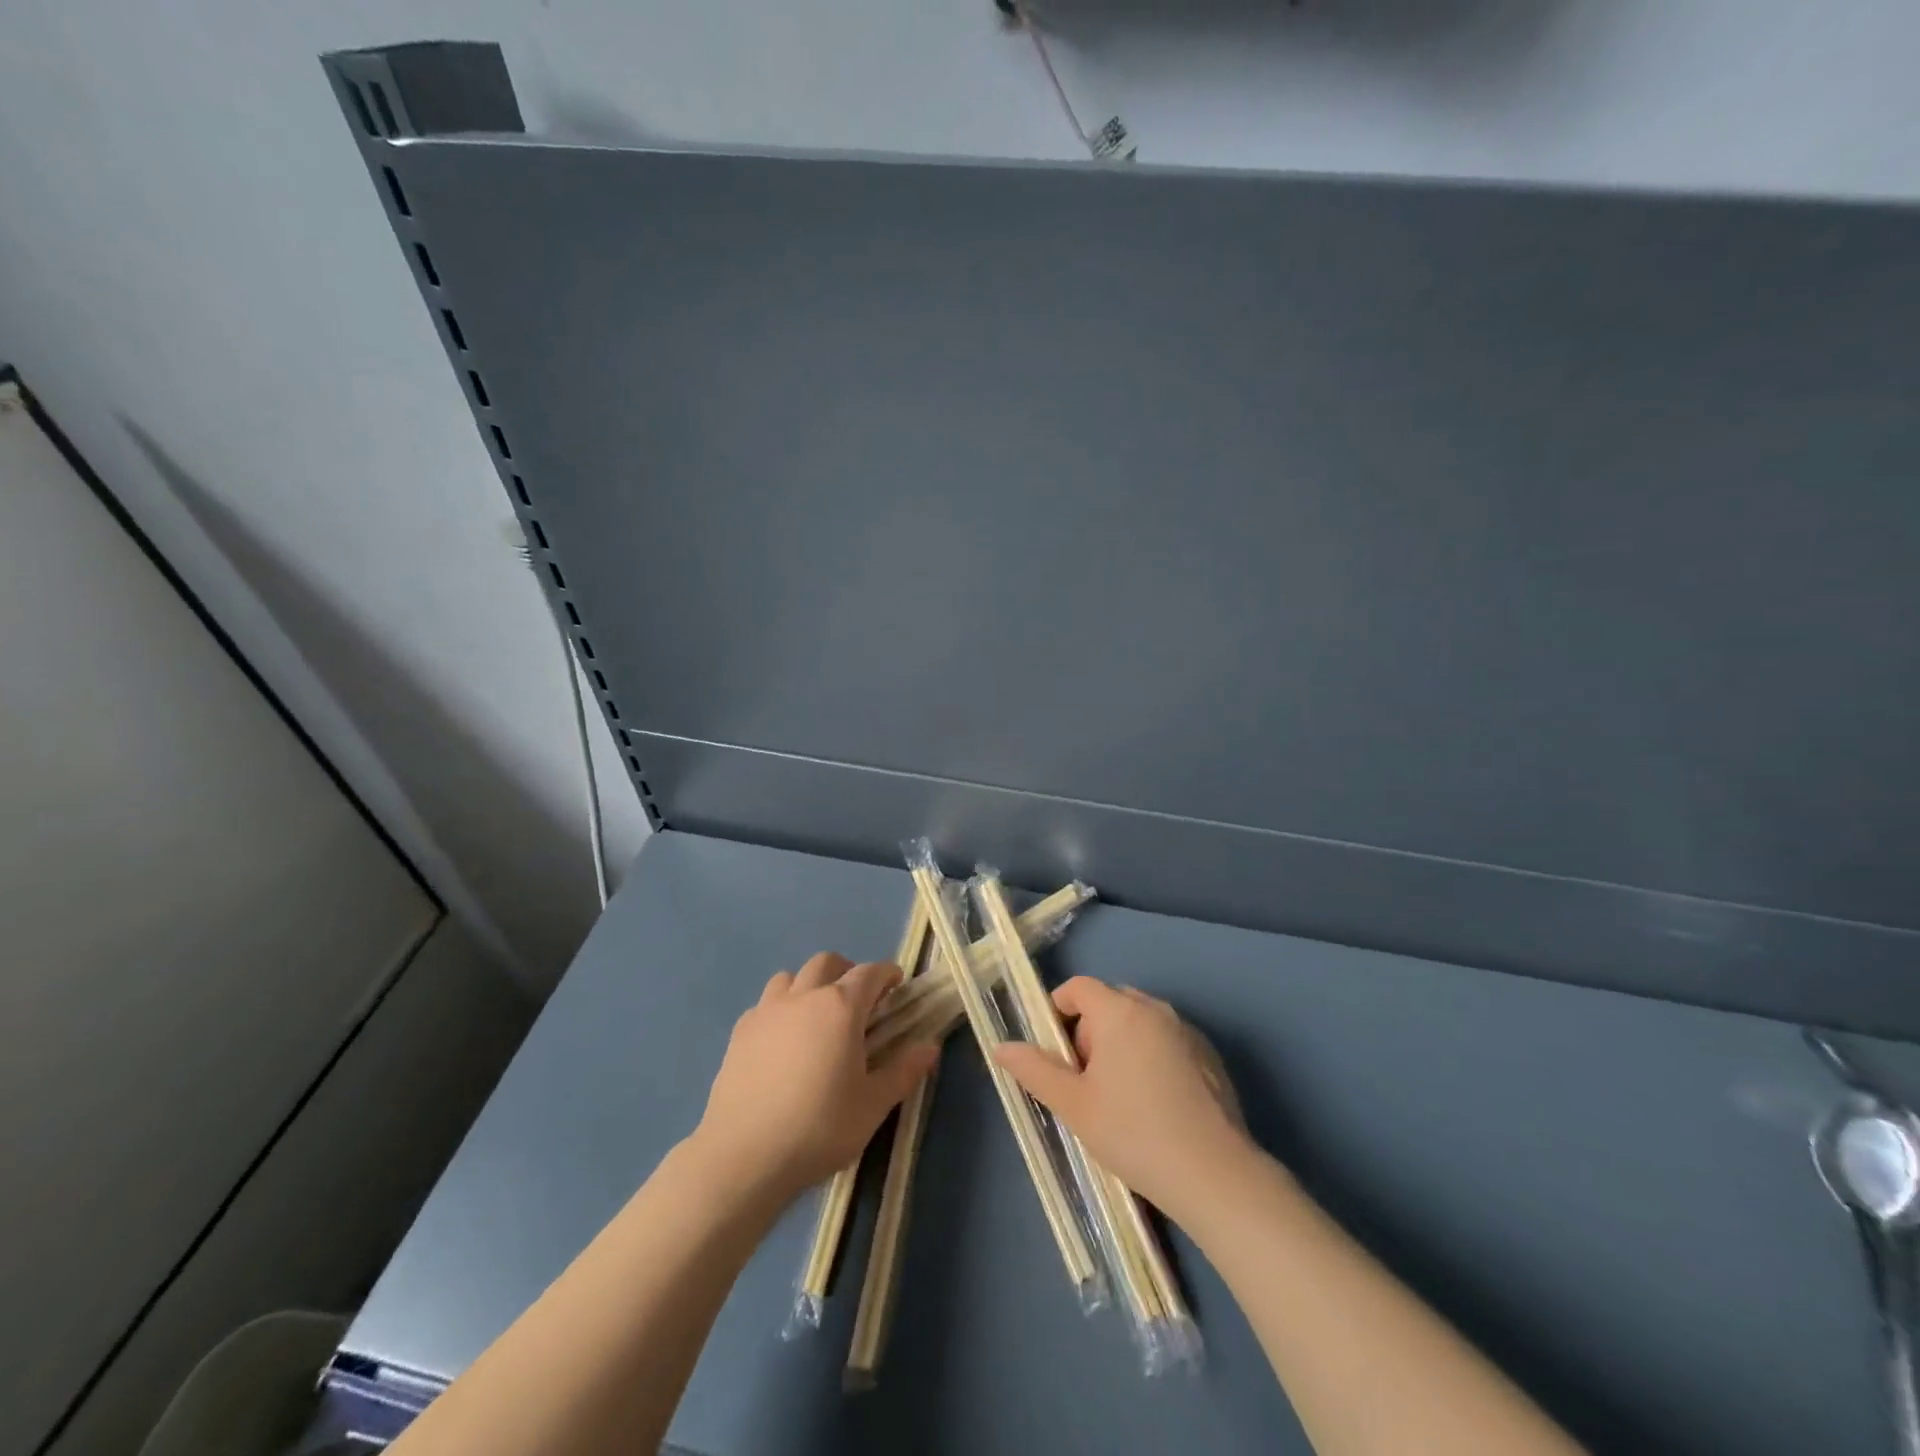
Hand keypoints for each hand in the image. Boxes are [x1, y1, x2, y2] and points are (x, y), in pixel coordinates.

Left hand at [694, 952, 938, 1206]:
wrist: (744, 1156)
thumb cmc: (819, 1128)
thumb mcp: (873, 1105)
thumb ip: (904, 1070)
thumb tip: (930, 1046)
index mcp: (841, 1007)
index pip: (870, 973)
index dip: (887, 974)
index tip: (896, 986)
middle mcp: (804, 997)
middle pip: (827, 963)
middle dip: (847, 972)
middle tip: (858, 1002)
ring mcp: (767, 1011)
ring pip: (792, 977)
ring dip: (810, 986)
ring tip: (817, 1017)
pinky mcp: (740, 1032)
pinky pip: (766, 1004)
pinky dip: (781, 1009)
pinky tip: (783, 1042)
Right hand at [994, 977, 1252, 1224]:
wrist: (1215, 1175)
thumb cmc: (1133, 1133)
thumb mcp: (1074, 1105)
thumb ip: (1035, 1070)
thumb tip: (1001, 1046)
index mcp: (1119, 1011)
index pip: (1078, 988)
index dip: (1058, 1012)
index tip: (1055, 1054)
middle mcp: (1155, 1009)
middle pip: (1109, 1004)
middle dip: (1089, 1033)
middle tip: (1085, 1082)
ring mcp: (1187, 1031)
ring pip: (1140, 1024)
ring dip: (1121, 1046)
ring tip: (1120, 1098)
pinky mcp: (1210, 1057)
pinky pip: (1167, 1042)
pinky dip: (1152, 1058)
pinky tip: (1156, 1106)